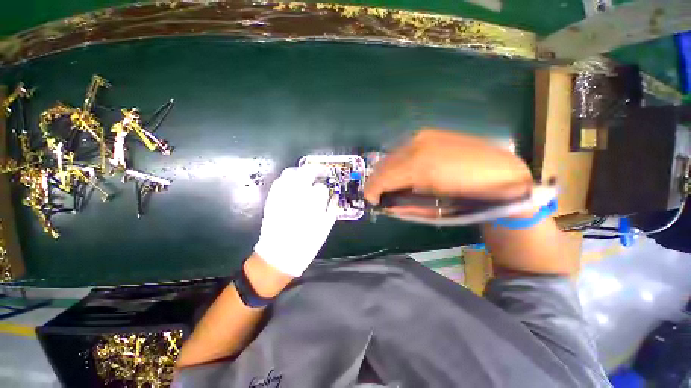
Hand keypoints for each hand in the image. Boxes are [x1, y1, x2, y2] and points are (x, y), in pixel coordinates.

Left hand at [254, 165, 337, 277]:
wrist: (278, 255)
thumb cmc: (306, 244)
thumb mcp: (325, 228)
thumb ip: (332, 209)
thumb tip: (334, 197)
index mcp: (312, 205)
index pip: (320, 187)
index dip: (325, 186)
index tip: (326, 187)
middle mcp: (297, 196)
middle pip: (306, 172)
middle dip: (315, 169)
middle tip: (320, 172)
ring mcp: (282, 196)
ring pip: (290, 173)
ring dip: (300, 171)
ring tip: (306, 175)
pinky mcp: (271, 199)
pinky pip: (278, 182)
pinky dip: (286, 179)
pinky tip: (292, 183)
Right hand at [364, 129, 532, 212]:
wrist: (503, 177)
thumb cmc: (469, 200)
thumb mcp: (433, 210)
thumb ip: (405, 206)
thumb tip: (386, 205)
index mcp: (419, 167)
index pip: (384, 177)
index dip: (373, 189)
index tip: (371, 200)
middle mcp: (418, 145)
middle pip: (385, 163)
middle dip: (377, 180)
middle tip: (378, 193)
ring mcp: (424, 136)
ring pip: (392, 155)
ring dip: (386, 170)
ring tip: (388, 183)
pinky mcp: (430, 133)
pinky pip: (404, 149)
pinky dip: (397, 162)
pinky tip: (402, 171)